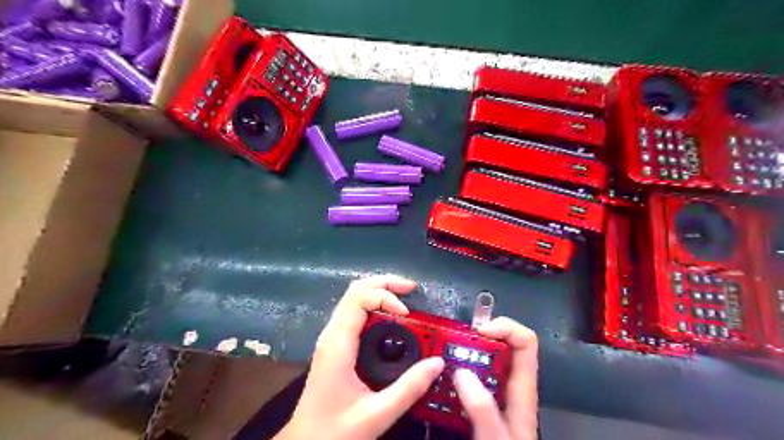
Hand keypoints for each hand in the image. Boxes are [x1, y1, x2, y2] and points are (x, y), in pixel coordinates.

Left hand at [277, 274, 446, 438]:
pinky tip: (391, 317)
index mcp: (338, 344)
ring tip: (405, 297)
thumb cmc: (334, 432)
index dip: (386, 296)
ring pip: (353, 298)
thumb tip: (437, 363)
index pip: (358, 298)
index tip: (408, 314)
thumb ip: (409, 389)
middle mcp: (332, 333)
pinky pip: (355, 313)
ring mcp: (332, 338)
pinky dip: (374, 305)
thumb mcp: (376, 414)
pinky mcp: (336, 345)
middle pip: (355, 290)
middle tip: (412, 289)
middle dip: (385, 283)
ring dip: (379, 291)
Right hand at [451, 317, 536, 439]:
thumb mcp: (496, 438)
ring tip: (441, 352)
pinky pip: (469, 376)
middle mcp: (510, 384)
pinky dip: (456, 368)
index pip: (525, 342)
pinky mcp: (481, 401)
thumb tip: (461, 372)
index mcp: (522, 388)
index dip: (505, 327)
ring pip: (483, 359)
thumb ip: (482, 408)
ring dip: (463, 351)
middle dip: (476, 336)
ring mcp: (495, 392)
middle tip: (451, 339)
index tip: (478, 331)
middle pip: (501, 344)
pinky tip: (440, 375)